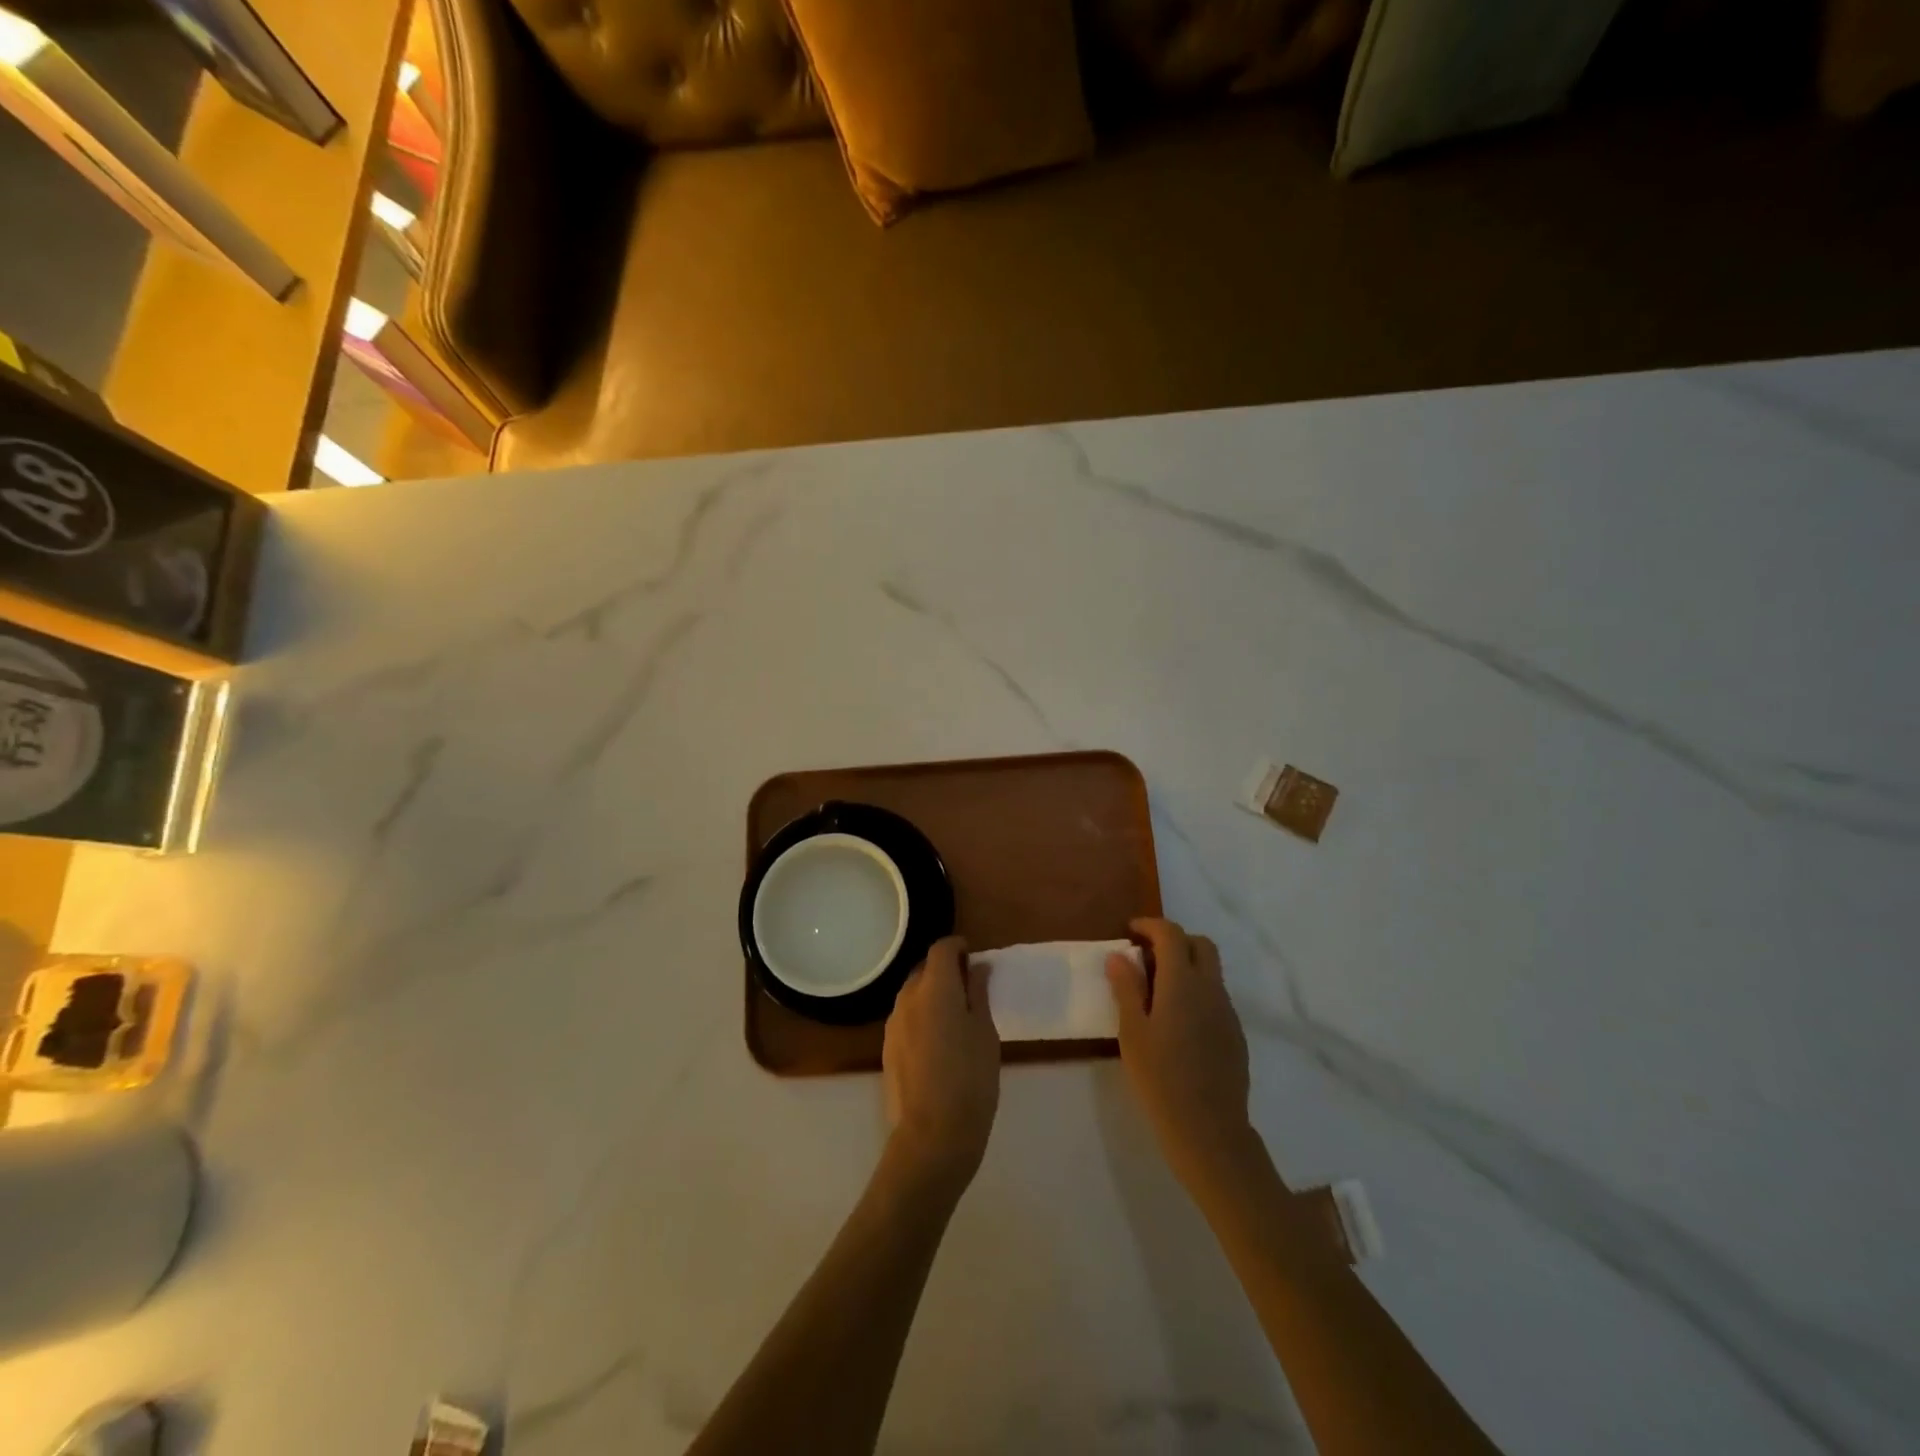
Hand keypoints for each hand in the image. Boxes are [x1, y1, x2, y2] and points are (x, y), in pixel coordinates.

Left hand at [882, 937, 999, 1198]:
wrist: (933, 1135)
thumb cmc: (971, 1079)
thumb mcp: (985, 1032)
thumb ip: (978, 993)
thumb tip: (977, 967)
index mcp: (935, 988)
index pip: (941, 949)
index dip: (958, 947)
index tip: (974, 959)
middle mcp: (908, 998)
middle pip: (924, 969)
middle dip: (945, 971)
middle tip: (970, 991)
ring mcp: (893, 1024)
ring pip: (913, 994)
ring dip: (932, 995)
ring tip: (956, 1020)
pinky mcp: (887, 1048)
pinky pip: (906, 1018)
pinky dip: (922, 1017)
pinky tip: (939, 1044)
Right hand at [1108, 918, 1256, 1190]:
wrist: (1209, 1130)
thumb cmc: (1160, 1079)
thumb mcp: (1132, 1032)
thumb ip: (1127, 989)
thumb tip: (1119, 956)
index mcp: (1182, 983)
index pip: (1171, 934)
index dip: (1150, 926)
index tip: (1129, 932)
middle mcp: (1210, 989)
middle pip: (1200, 944)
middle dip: (1174, 940)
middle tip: (1146, 956)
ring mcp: (1227, 1012)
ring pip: (1211, 971)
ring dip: (1186, 966)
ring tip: (1157, 990)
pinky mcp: (1235, 1034)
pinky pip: (1216, 997)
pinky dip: (1197, 991)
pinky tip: (1178, 1022)